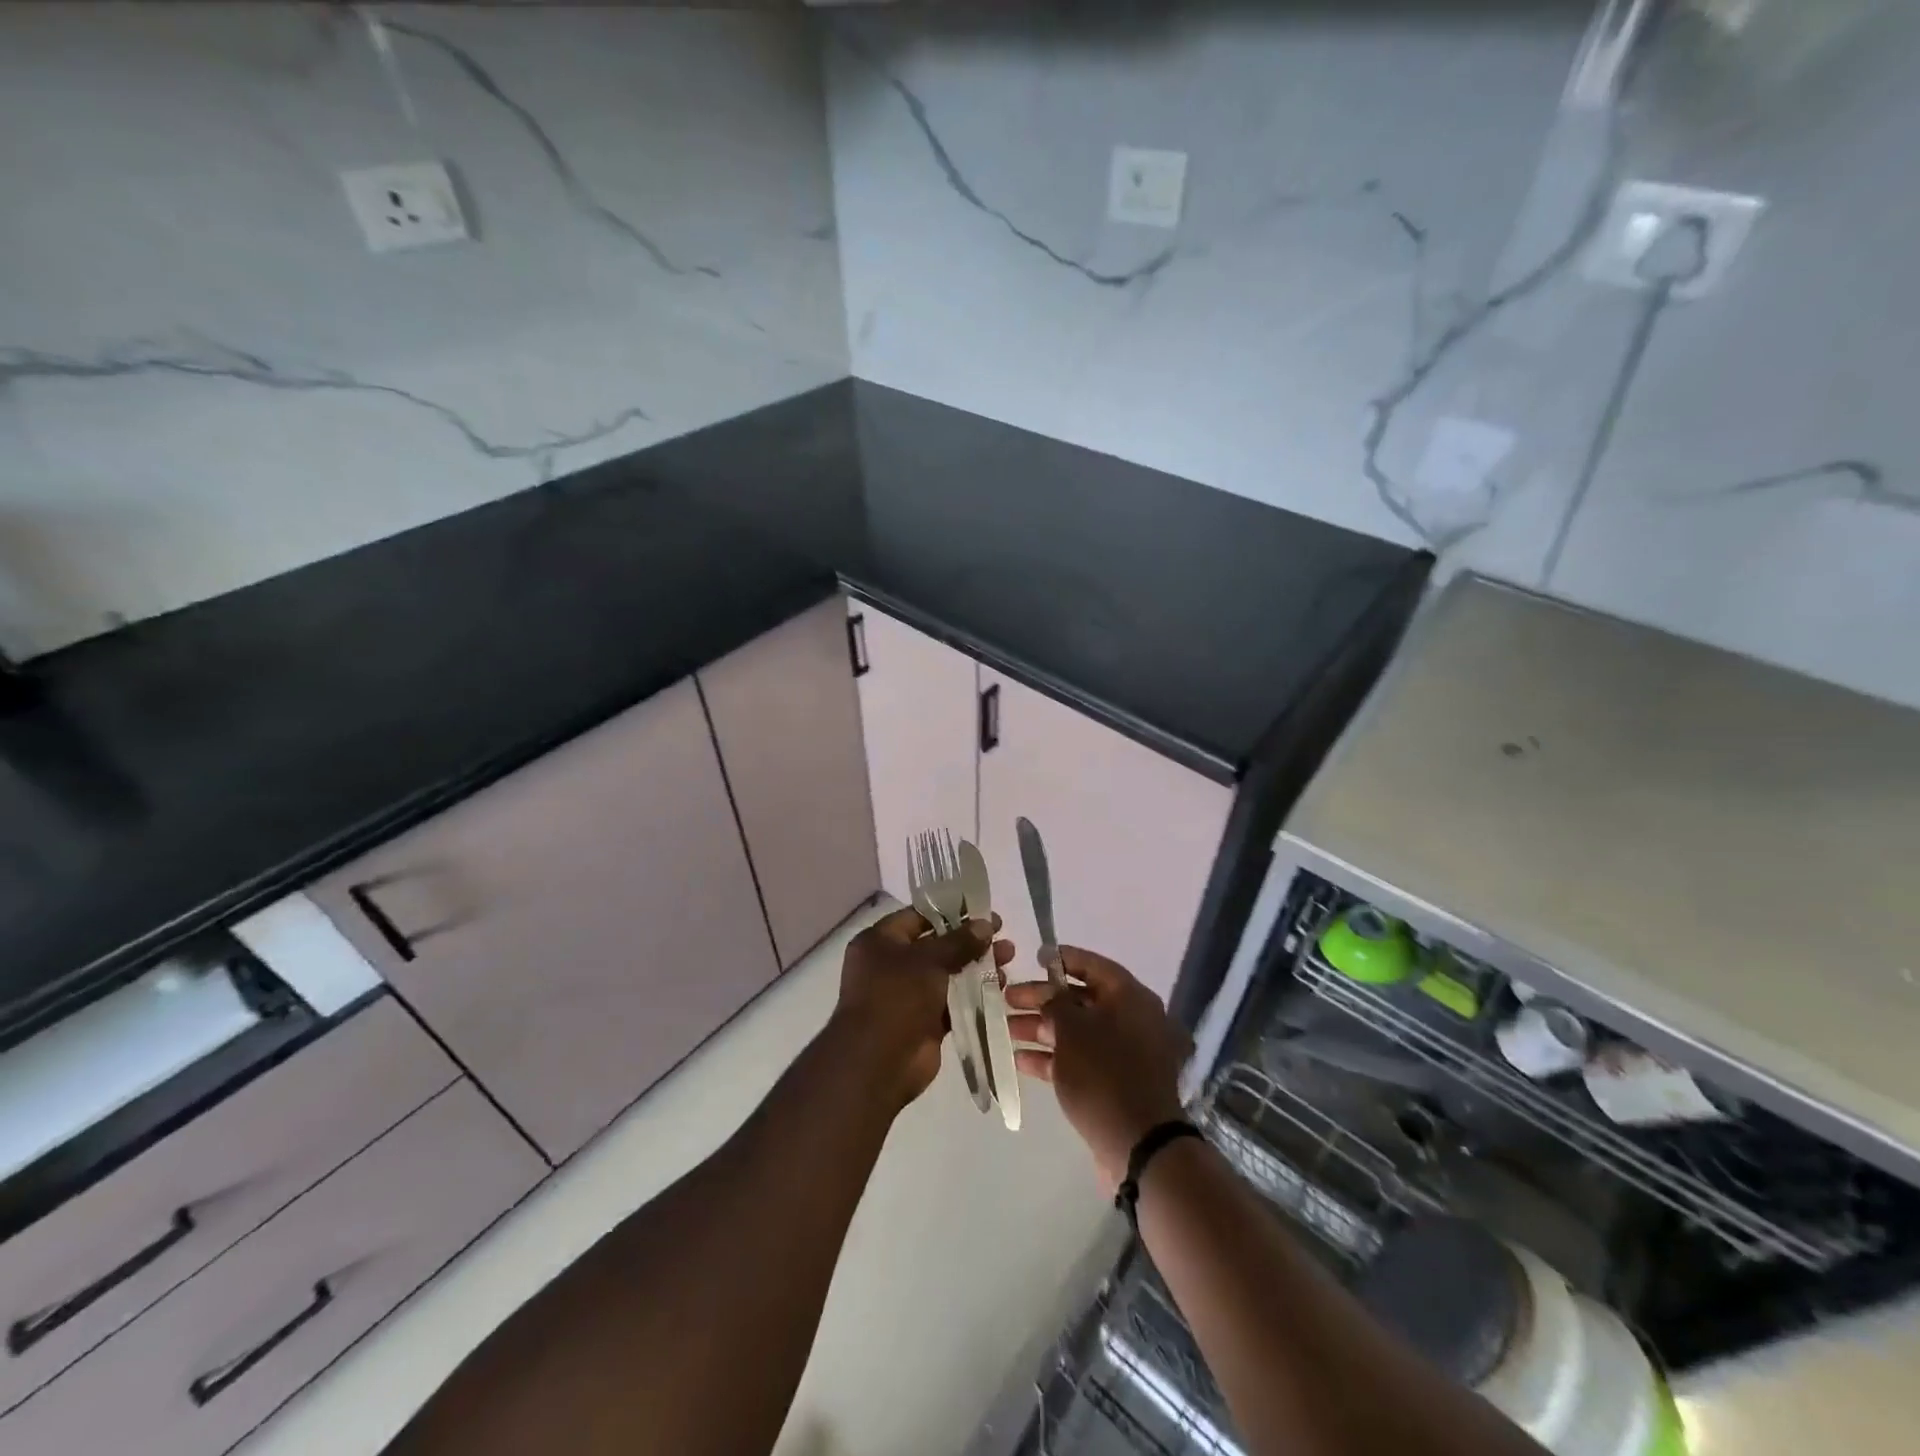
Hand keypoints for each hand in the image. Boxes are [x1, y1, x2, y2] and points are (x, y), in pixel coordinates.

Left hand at [833, 906, 1013, 1109]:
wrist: (878, 1063)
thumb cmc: (896, 998)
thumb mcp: (928, 960)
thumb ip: (959, 941)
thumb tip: (985, 924)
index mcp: (880, 942)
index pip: (918, 917)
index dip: (951, 912)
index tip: (983, 911)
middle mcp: (891, 965)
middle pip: (936, 945)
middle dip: (970, 941)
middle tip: (1002, 937)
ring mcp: (908, 994)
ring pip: (947, 973)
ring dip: (976, 966)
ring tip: (1008, 960)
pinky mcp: (924, 1020)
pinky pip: (952, 1001)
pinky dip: (973, 994)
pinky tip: (1000, 986)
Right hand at [1005, 947, 1191, 1192]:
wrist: (1139, 1145)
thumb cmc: (1104, 1073)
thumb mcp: (1072, 1030)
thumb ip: (1056, 1004)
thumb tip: (1051, 996)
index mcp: (1131, 997)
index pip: (1094, 966)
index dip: (1063, 959)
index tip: (1035, 957)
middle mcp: (1133, 1020)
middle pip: (1081, 999)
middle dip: (1042, 999)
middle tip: (1007, 998)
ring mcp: (1126, 1054)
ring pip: (1078, 1031)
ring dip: (1042, 1029)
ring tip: (1006, 1030)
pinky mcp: (1116, 1083)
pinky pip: (1082, 1059)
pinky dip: (1054, 1058)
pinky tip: (1020, 1061)